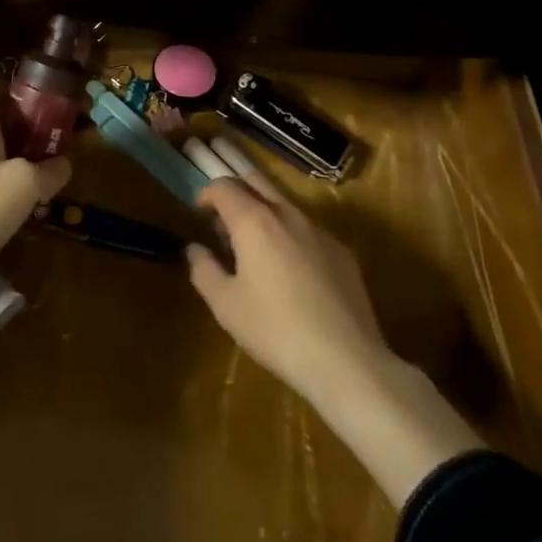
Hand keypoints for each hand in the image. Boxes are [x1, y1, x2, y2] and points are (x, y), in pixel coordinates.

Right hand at [186, 174, 389, 408]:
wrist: (347, 360)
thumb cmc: (276, 330)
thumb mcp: (226, 306)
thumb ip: (203, 270)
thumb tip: (194, 249)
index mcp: (254, 220)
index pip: (223, 186)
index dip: (206, 194)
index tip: (199, 215)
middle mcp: (286, 213)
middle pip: (255, 181)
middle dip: (235, 193)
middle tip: (224, 224)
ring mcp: (318, 229)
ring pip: (283, 203)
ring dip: (263, 213)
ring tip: (255, 250)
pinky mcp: (341, 250)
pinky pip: (307, 229)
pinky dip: (289, 235)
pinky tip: (292, 273)